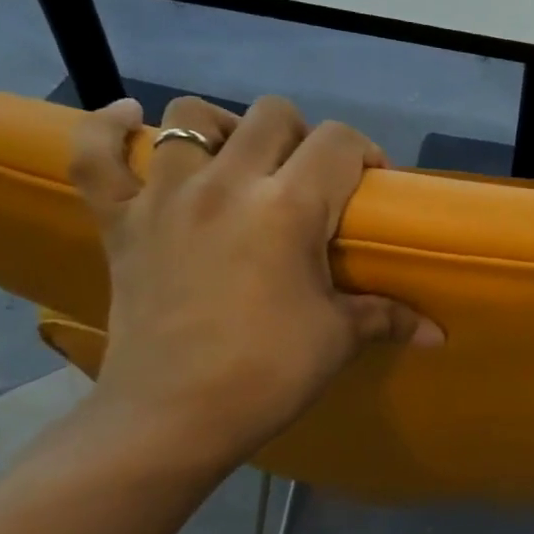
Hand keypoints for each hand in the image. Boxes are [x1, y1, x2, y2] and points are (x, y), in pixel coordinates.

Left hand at [69, 95, 441, 479]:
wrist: (172, 417)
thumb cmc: (268, 372)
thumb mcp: (338, 338)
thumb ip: (389, 318)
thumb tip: (438, 334)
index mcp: (288, 207)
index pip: (339, 142)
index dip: (364, 152)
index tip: (370, 183)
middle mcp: (227, 184)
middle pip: (272, 115)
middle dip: (303, 136)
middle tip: (309, 179)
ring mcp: (165, 197)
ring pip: (189, 117)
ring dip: (222, 129)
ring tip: (236, 160)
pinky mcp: (120, 220)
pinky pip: (95, 153)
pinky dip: (108, 128)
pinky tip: (130, 118)